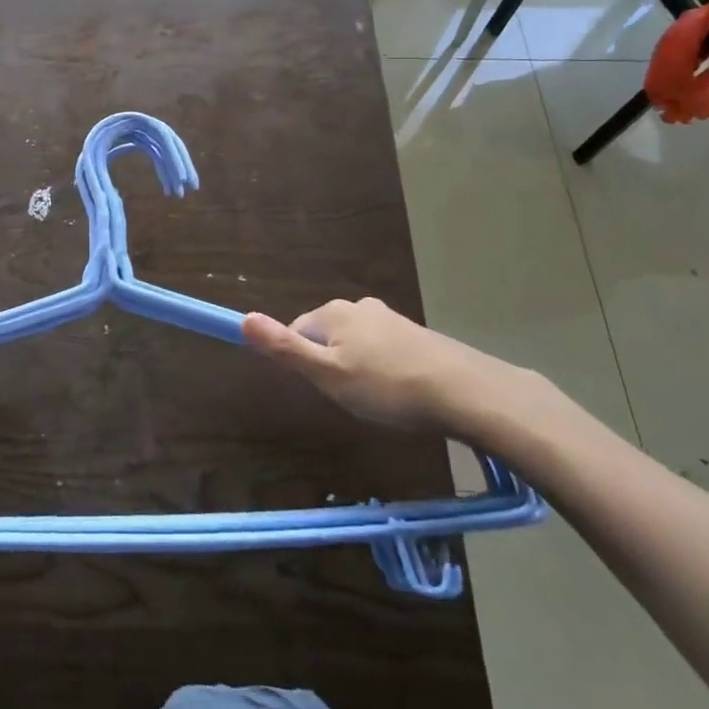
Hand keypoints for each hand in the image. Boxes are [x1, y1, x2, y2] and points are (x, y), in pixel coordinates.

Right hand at [242, 297, 543, 442]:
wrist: (465, 391)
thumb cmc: (387, 387)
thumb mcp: (327, 375)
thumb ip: (285, 348)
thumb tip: (243, 319)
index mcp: (333, 313)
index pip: (297, 332)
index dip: (303, 363)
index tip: (324, 390)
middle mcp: (359, 306)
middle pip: (327, 336)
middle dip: (332, 365)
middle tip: (351, 399)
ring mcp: (391, 318)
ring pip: (357, 344)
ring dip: (359, 369)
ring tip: (379, 401)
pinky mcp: (417, 334)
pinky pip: (384, 350)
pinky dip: (385, 370)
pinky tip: (401, 394)